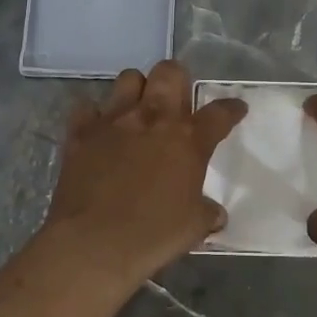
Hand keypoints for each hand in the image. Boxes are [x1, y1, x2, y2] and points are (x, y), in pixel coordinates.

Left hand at [37, 59, 246, 295]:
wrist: (93, 243)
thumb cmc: (152, 235)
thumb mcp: (193, 227)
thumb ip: (207, 213)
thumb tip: (215, 214)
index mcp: (188, 140)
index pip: (219, 113)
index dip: (231, 108)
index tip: (236, 108)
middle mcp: (153, 119)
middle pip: (170, 73)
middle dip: (177, 80)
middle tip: (177, 101)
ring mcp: (114, 121)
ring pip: (129, 78)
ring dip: (137, 90)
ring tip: (138, 110)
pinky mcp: (81, 133)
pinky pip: (87, 109)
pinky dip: (94, 116)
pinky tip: (99, 131)